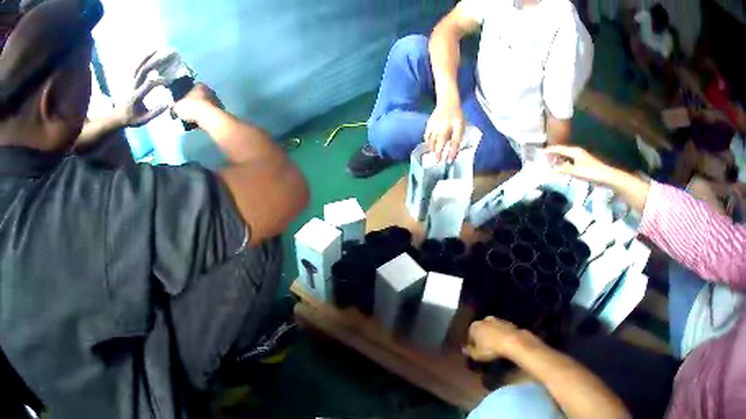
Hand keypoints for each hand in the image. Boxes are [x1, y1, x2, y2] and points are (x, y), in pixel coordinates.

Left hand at [111, 51, 170, 127]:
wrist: (118, 116)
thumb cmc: (132, 118)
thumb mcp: (143, 120)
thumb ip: (155, 113)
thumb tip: (168, 104)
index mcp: (137, 96)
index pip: (150, 85)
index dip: (161, 81)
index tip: (170, 81)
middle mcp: (134, 86)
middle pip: (144, 71)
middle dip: (156, 62)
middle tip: (168, 57)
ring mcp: (132, 81)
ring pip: (140, 66)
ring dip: (149, 57)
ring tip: (160, 49)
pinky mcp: (132, 79)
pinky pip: (137, 66)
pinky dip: (145, 58)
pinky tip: (153, 51)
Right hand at [171, 83, 223, 124]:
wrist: (207, 116)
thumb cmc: (191, 107)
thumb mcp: (178, 106)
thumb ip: (176, 106)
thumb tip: (175, 107)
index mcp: (199, 85)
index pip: (192, 87)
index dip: (186, 95)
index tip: (183, 103)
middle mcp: (209, 89)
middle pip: (199, 96)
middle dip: (194, 103)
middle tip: (188, 112)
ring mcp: (215, 98)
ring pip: (205, 104)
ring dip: (200, 110)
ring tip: (193, 119)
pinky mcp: (219, 109)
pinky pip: (209, 112)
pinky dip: (205, 116)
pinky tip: (200, 122)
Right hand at [425, 103, 464, 162]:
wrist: (448, 102)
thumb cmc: (456, 115)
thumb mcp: (460, 127)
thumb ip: (456, 139)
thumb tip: (452, 151)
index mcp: (450, 128)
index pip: (451, 143)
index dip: (451, 153)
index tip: (449, 161)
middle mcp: (440, 127)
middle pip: (438, 143)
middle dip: (438, 153)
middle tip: (437, 161)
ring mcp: (433, 125)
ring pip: (430, 140)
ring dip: (432, 148)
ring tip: (434, 153)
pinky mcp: (429, 123)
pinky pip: (427, 134)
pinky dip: (428, 140)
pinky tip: (430, 144)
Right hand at [463, 317, 525, 361]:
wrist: (513, 342)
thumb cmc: (490, 349)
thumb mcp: (476, 355)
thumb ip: (469, 351)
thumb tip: (464, 349)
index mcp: (474, 326)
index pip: (469, 335)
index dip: (471, 343)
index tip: (474, 350)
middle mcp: (485, 320)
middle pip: (481, 329)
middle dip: (481, 336)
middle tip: (483, 347)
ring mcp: (498, 320)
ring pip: (492, 328)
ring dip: (492, 335)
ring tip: (494, 346)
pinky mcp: (509, 323)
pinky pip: (501, 330)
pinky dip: (501, 335)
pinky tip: (502, 343)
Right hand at [544, 145, 614, 185]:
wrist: (605, 176)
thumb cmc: (591, 172)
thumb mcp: (576, 171)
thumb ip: (563, 169)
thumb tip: (551, 168)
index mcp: (574, 151)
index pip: (559, 148)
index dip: (549, 150)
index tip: (540, 152)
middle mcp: (576, 151)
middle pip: (562, 151)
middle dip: (553, 154)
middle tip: (544, 158)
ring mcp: (581, 157)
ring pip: (566, 156)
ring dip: (558, 158)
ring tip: (551, 163)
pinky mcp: (583, 163)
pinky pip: (570, 160)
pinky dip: (564, 162)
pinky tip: (562, 167)